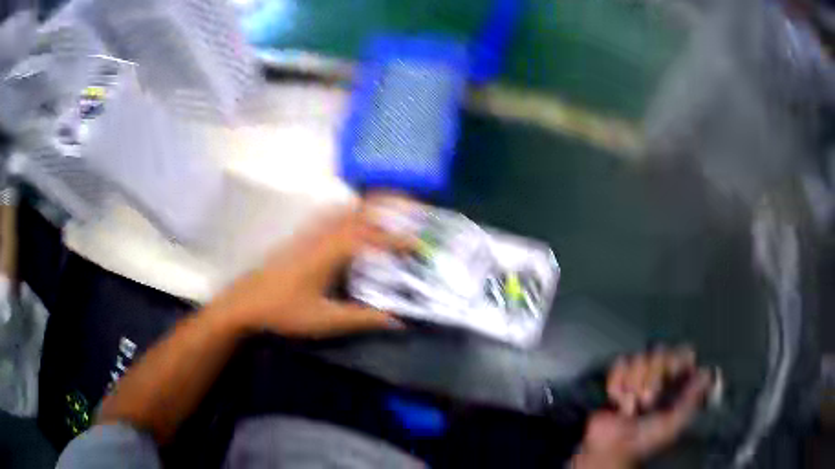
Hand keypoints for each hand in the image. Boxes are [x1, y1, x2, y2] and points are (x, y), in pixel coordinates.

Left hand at [206, 200, 406, 337]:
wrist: (245, 303)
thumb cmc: (284, 312)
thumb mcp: (326, 320)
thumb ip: (362, 319)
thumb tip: (397, 321)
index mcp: (330, 253)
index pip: (370, 238)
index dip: (397, 240)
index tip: (418, 243)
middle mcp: (321, 235)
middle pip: (358, 211)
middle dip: (386, 206)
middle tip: (411, 209)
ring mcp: (308, 232)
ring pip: (343, 209)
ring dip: (368, 205)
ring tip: (388, 209)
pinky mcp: (299, 236)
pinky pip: (330, 214)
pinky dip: (349, 210)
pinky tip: (352, 218)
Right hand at [572, 346, 711, 467]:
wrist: (611, 448)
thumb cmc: (645, 439)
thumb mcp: (673, 424)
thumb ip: (691, 399)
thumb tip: (707, 372)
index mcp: (676, 383)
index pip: (683, 352)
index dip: (677, 359)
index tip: (672, 374)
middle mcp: (659, 374)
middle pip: (660, 350)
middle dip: (652, 376)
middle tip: (646, 401)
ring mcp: (637, 374)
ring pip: (639, 357)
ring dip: (633, 384)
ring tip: (630, 406)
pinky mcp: (617, 377)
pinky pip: (620, 364)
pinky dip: (617, 383)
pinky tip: (618, 400)